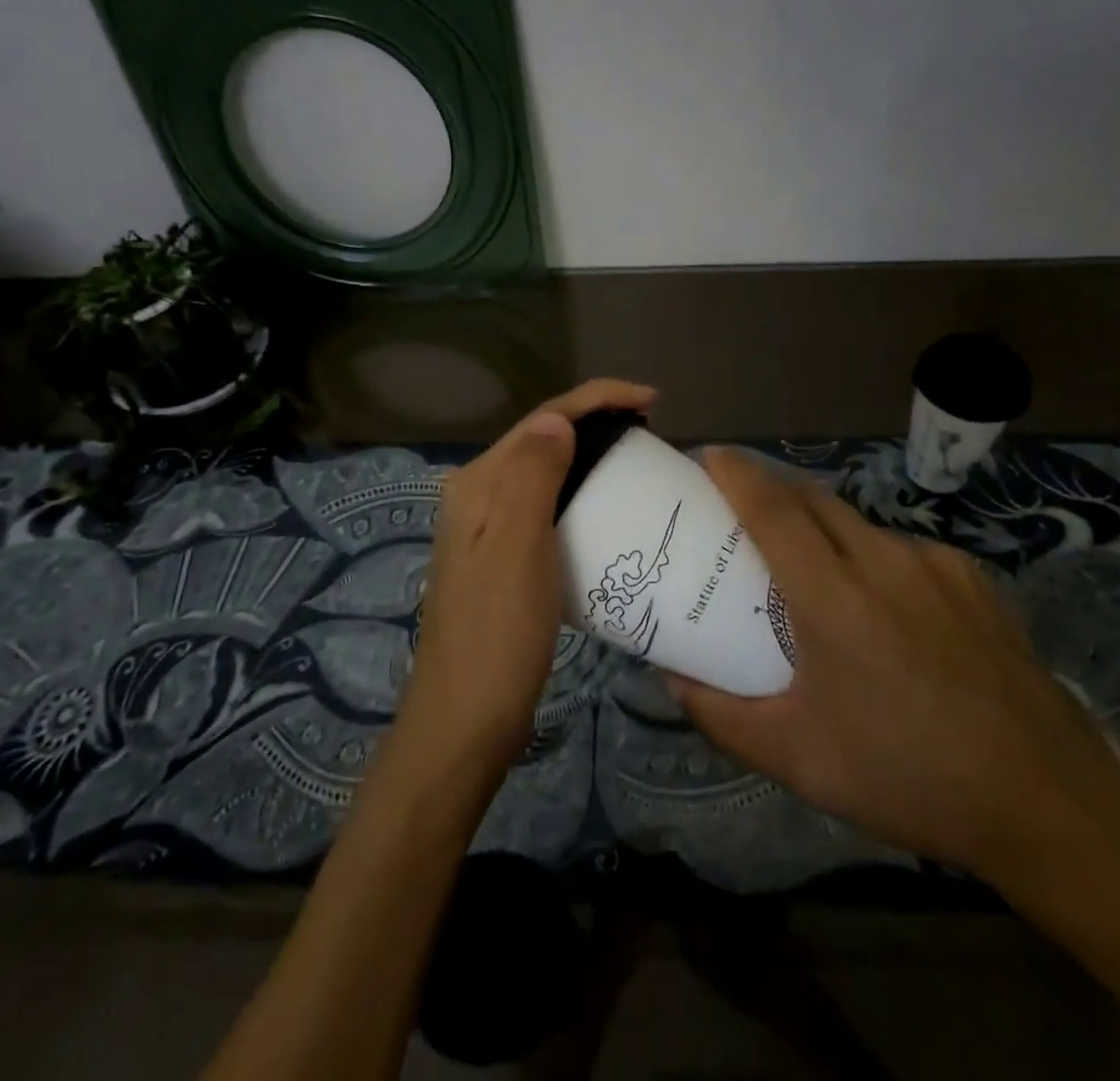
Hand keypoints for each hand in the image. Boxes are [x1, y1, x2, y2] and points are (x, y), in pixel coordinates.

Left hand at [400, 378, 657, 772]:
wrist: (466, 721)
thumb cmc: (498, 634)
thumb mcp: (519, 547)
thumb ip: (533, 475)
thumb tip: (557, 418)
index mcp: (478, 484)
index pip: (542, 419)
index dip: (597, 399)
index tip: (653, 401)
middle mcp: (477, 496)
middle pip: (542, 439)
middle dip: (595, 422)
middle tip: (651, 431)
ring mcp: (487, 530)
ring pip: (545, 473)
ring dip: (588, 457)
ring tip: (636, 461)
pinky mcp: (502, 559)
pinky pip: (546, 507)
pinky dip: (579, 495)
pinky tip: (606, 509)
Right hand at [669, 448, 1119, 880]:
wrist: (1049, 802)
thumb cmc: (909, 778)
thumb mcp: (799, 760)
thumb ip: (722, 717)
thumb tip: (673, 680)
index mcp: (834, 598)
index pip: (773, 509)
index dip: (737, 474)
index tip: (710, 455)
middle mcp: (883, 562)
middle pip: (813, 498)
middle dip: (772, 489)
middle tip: (744, 512)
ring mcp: (935, 564)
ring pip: (859, 524)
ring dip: (823, 529)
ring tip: (815, 574)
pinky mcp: (973, 576)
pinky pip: (903, 549)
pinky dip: (872, 558)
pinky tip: (885, 609)